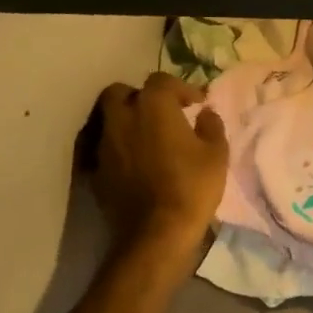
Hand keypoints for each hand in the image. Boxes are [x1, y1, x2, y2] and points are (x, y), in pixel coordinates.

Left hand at [88, 73, 228, 264]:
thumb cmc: (192, 185)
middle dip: (139, 97)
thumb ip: (211, 125)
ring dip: (126, 121)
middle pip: (119, 92)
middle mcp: (122, 119)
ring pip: (107, 119)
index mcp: (154, 107)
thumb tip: (204, 113)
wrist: (156, 232)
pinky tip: (135, 160)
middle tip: (160, 112)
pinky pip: (104, 147)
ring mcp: (104, 145)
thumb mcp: (217, 152)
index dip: (179, 88)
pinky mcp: (96, 170)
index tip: (195, 104)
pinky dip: (118, 146)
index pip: (160, 80)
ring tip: (147, 136)